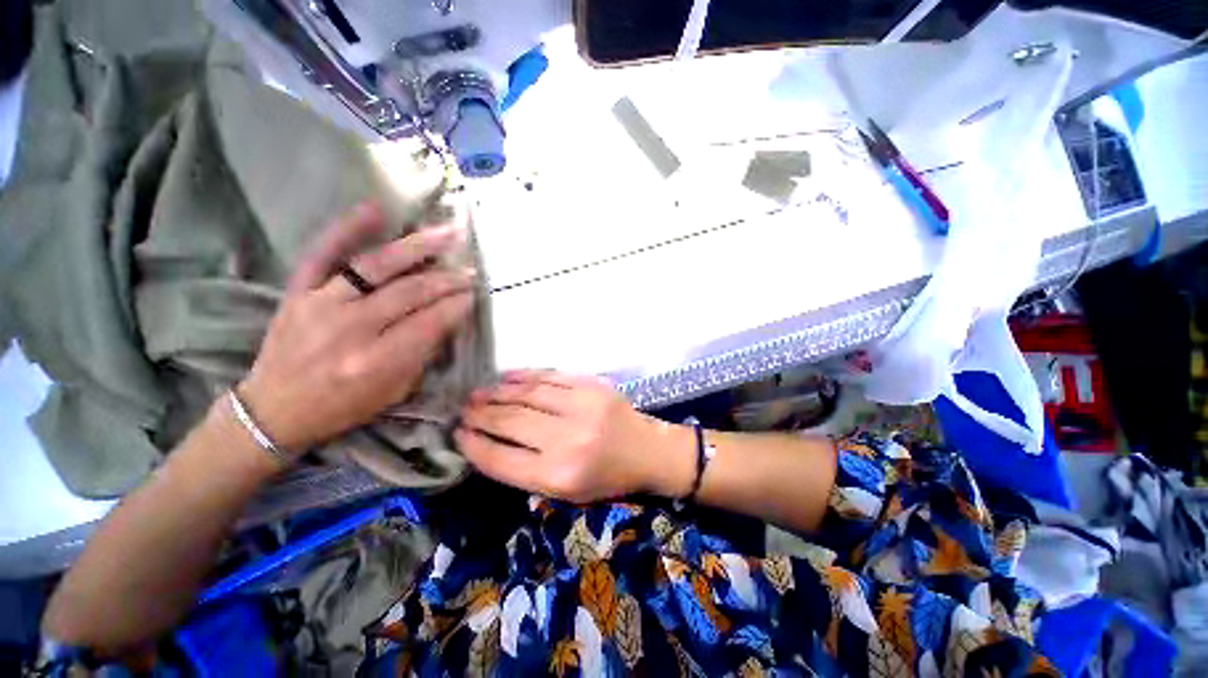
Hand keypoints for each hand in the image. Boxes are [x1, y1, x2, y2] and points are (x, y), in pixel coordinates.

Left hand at [237, 202, 474, 457]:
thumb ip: (423, 353)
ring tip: (447, 233)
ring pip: (375, 267)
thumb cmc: (343, 406)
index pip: (430, 323)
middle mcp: (351, 329)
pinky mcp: (297, 292)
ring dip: (417, 247)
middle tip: (470, 271)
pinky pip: (323, 254)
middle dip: (447, 279)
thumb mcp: (395, 391)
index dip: (457, 306)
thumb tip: (447, 317)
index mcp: (377, 362)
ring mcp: (319, 305)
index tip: (475, 294)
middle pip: (410, 292)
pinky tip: (376, 210)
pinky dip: (347, 229)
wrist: (274, 410)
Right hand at [456, 371, 694, 502]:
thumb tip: (488, 443)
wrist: (647, 451)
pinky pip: (550, 376)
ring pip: (527, 394)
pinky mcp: (591, 385)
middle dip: (481, 415)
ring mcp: (581, 406)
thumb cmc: (606, 478)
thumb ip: (526, 470)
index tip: (457, 434)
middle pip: (510, 422)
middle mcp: (567, 440)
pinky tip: (507, 377)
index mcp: (559, 476)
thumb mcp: (565, 492)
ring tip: (478, 392)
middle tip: (463, 409)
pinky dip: (524, 376)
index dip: (474, 445)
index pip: (501, 458)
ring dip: (497, 392)